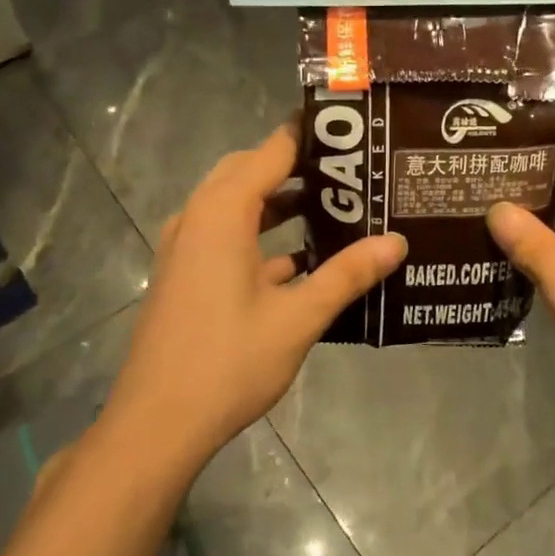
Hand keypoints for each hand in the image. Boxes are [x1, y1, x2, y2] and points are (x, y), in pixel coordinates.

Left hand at [103, 120, 406, 465]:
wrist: (157, 423)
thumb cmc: (228, 362)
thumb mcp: (298, 318)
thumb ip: (347, 275)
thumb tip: (397, 242)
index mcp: (222, 213)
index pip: (272, 150)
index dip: (311, 135)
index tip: (355, 131)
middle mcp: (198, 218)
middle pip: (250, 171)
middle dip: (297, 166)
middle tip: (350, 171)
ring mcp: (187, 248)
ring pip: (237, 205)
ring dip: (279, 202)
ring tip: (335, 207)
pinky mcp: (186, 275)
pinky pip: (227, 236)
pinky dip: (262, 236)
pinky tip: (304, 260)